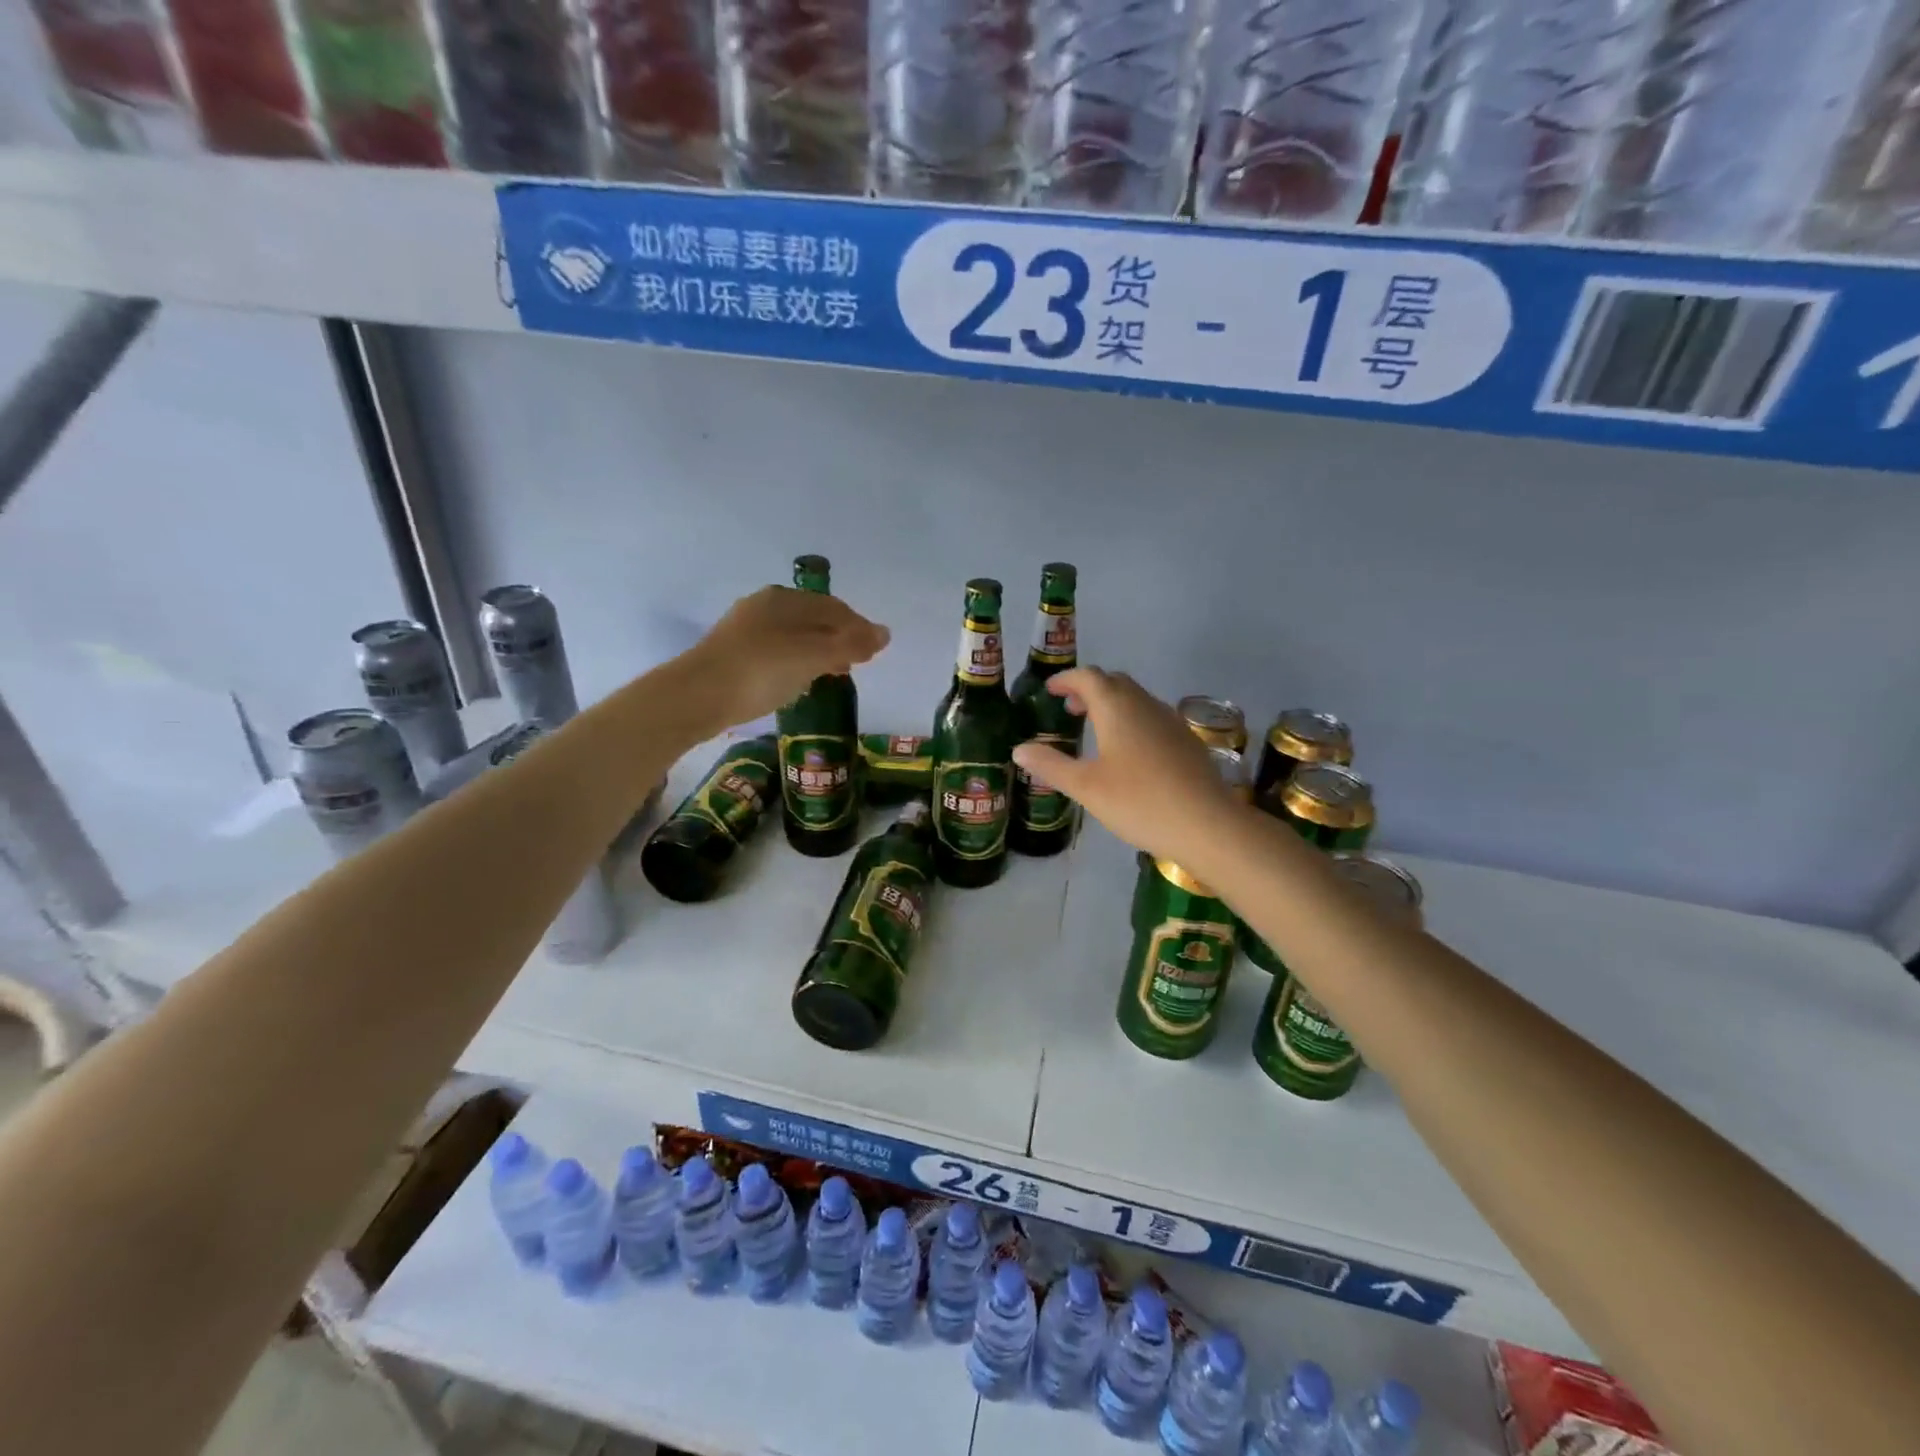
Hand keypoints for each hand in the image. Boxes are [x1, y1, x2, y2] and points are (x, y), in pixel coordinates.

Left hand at [682, 586, 888, 726]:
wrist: (697, 696)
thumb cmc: (761, 671)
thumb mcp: (813, 656)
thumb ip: (851, 644)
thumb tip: (886, 633)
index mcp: (785, 599)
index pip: (834, 607)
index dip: (859, 627)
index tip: (875, 652)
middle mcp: (764, 605)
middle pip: (814, 619)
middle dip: (839, 638)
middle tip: (856, 663)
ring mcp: (745, 629)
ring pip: (794, 635)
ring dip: (818, 651)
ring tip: (832, 673)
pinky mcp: (733, 653)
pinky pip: (776, 650)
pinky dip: (796, 661)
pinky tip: (798, 679)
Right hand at [1012, 667, 1240, 865]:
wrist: (1206, 824)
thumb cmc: (1138, 801)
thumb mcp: (1086, 787)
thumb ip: (1051, 765)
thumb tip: (1019, 749)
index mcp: (1116, 707)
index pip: (1088, 677)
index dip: (1066, 679)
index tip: (1050, 690)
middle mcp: (1144, 704)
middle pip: (1114, 682)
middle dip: (1089, 689)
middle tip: (1069, 709)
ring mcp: (1170, 720)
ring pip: (1136, 699)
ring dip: (1112, 704)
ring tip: (1095, 729)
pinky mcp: (1187, 740)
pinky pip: (1152, 716)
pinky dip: (1132, 719)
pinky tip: (1129, 751)